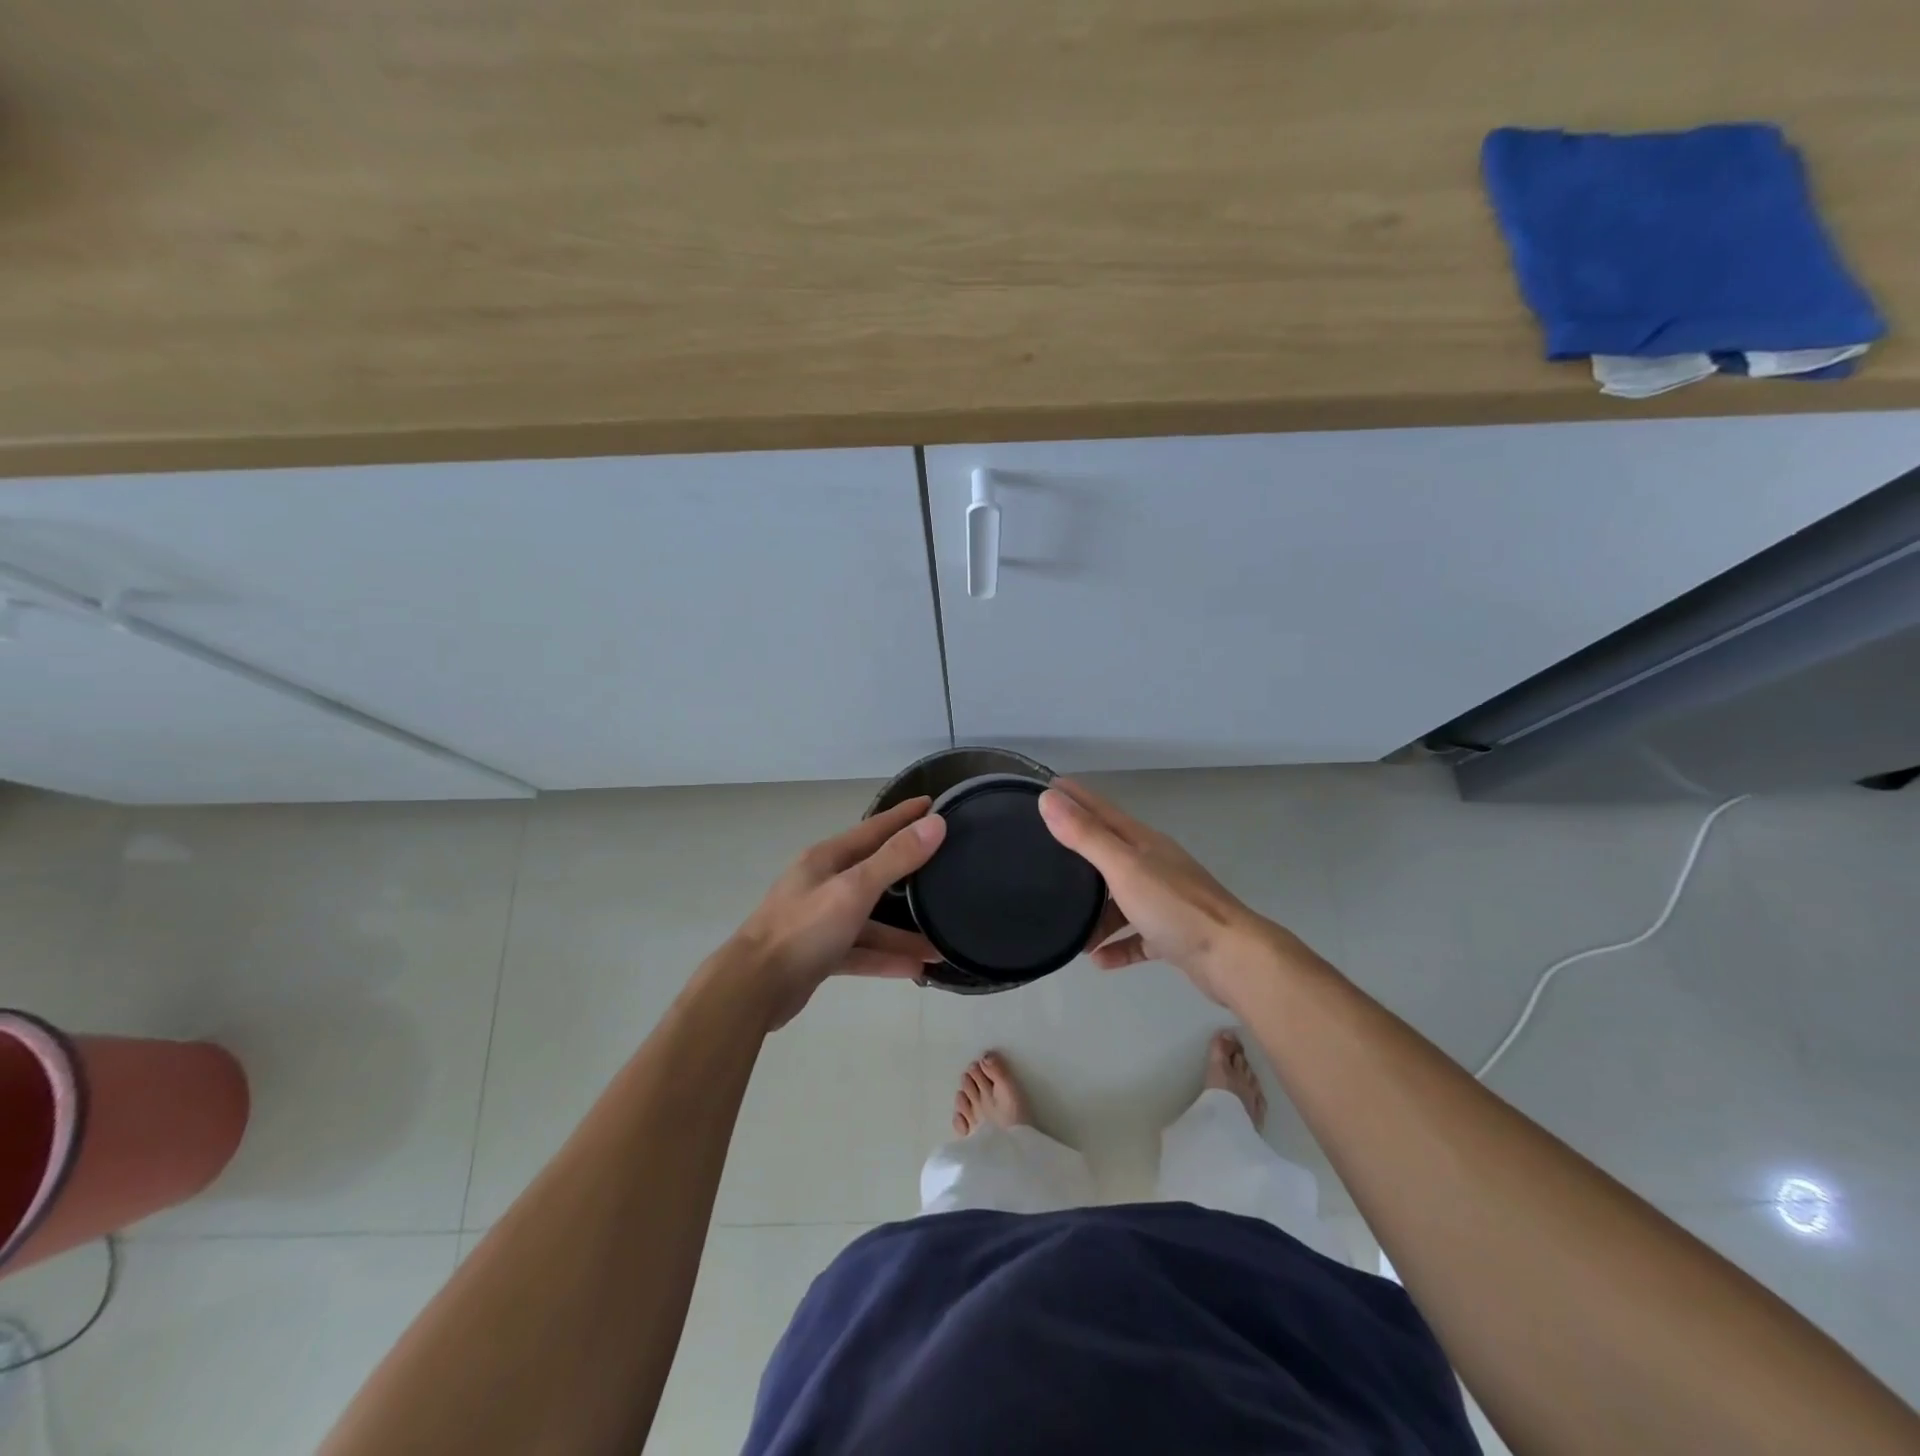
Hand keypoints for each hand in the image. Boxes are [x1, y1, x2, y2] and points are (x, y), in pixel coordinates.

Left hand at [724, 796, 947, 1029]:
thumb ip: (895, 858)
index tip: (935, 804)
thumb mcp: (854, 888)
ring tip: (941, 944)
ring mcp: (820, 920)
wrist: (753, 988)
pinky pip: (861, 951)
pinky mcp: (820, 953)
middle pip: (876, 874)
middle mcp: (824, 883)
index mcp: (827, 859)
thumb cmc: (803, 929)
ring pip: (871, 921)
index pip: (875, 829)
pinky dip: (885, 958)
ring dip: (903, 933)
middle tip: (948, 871)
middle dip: (912, 877)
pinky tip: (916, 969)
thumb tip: (935, 823)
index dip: (904, 817)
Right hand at [1039, 778, 1288, 1007]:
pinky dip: (1119, 945)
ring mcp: (1166, 901)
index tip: (1049, 786)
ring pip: (1122, 900)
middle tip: (1044, 855)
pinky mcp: (1173, 934)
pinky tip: (1099, 959)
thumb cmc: (1174, 906)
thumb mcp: (1123, 867)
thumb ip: (1086, 835)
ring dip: (1097, 914)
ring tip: (1071, 932)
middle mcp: (1155, 865)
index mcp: (1143, 843)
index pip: (1102, 811)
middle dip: (1079, 854)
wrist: (1232, 957)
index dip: (1076, 798)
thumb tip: (1049, 798)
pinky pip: (1137, 936)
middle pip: (1110, 855)